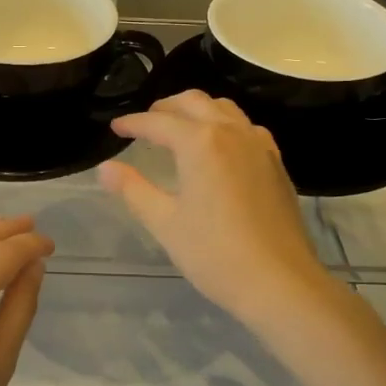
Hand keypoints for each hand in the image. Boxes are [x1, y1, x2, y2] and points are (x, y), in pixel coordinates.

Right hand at [98, 90, 335, 326]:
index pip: (158, 122)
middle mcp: (232, 132)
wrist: (280, 282)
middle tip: (145, 123)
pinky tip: (219, 148)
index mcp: (200, 142)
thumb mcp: (165, 223)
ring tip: (179, 129)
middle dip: (165, 108)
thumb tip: (105, 169)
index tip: (115, 128)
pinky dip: (224, 125)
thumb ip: (133, 190)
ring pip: (224, 109)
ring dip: (197, 110)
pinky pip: (246, 127)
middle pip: (194, 102)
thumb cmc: (215, 254)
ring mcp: (259, 145)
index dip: (133, 123)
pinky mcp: (276, 162)